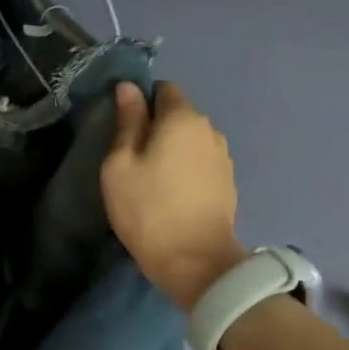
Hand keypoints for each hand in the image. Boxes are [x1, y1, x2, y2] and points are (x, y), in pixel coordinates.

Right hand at [101, 80, 247, 311]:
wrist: (196, 261)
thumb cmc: (147, 208)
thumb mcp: (120, 164)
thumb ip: (127, 122)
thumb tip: (128, 88)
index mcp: (182, 118)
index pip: (163, 88)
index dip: (142, 100)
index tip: (124, 126)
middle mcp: (209, 129)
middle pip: (179, 114)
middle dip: (157, 125)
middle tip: (132, 156)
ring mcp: (223, 156)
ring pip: (191, 139)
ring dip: (173, 148)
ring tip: (152, 177)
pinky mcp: (228, 182)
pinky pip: (201, 161)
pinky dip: (186, 168)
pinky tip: (172, 192)